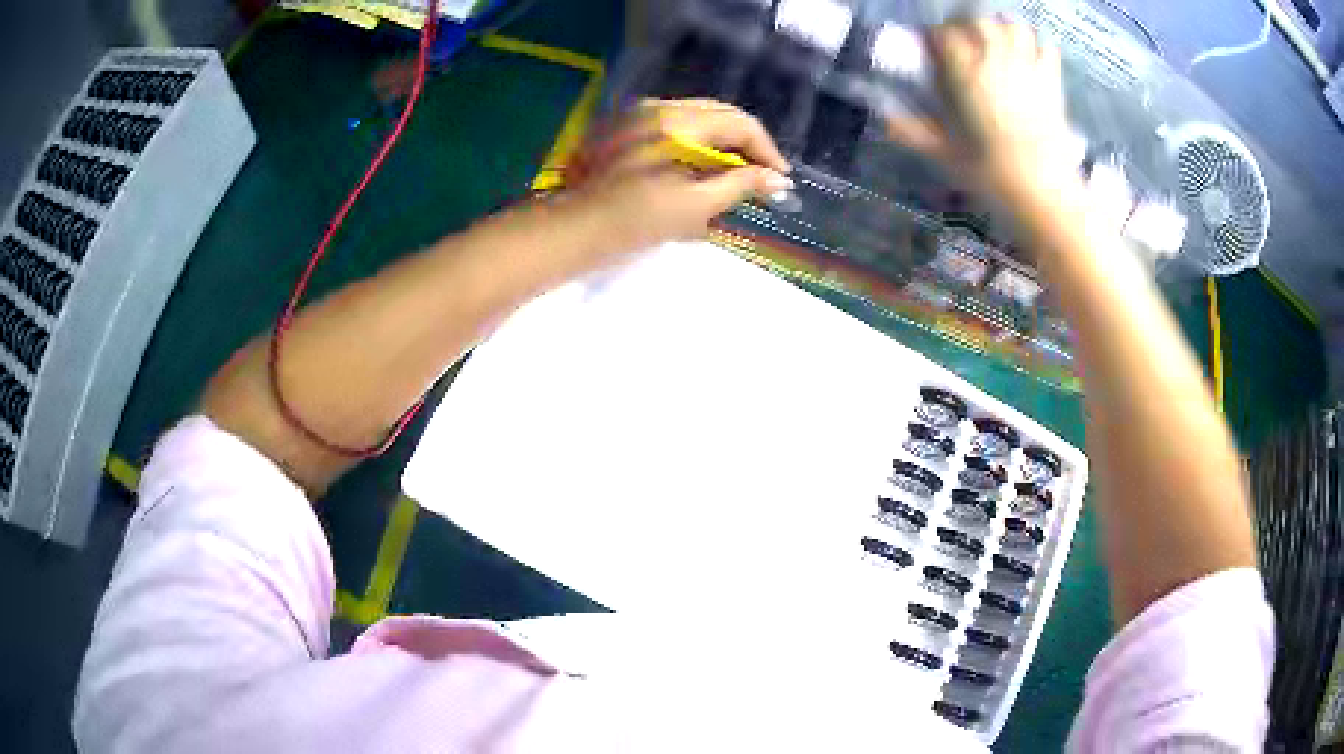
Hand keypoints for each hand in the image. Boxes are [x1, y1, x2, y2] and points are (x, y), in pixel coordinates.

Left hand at [558, 99, 792, 253]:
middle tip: (761, 178)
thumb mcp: (693, 206)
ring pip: (697, 120)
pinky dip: (695, 145)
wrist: (570, 230)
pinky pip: (673, 127)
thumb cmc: (633, 221)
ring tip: (732, 178)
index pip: (739, 123)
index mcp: (676, 122)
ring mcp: (636, 115)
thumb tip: (777, 180)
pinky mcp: (623, 129)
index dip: (766, 150)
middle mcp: (658, 107)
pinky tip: (698, 172)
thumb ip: (739, 186)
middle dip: (745, 145)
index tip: (780, 180)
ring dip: (721, 145)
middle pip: (719, 115)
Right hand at [888, 20, 1077, 212]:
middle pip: (977, 19)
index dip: (934, 36)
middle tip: (959, 37)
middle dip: (964, 23)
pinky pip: (1045, 46)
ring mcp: (1027, 68)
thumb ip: (913, 133)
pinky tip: (1027, 54)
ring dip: (999, 26)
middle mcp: (995, 61)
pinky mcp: (1052, 82)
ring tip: (992, 40)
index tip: (930, 47)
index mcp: (965, 76)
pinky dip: (1034, 43)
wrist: (1045, 194)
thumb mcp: (945, 156)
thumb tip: (883, 122)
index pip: (943, 34)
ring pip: (1011, 25)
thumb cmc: (992, 176)